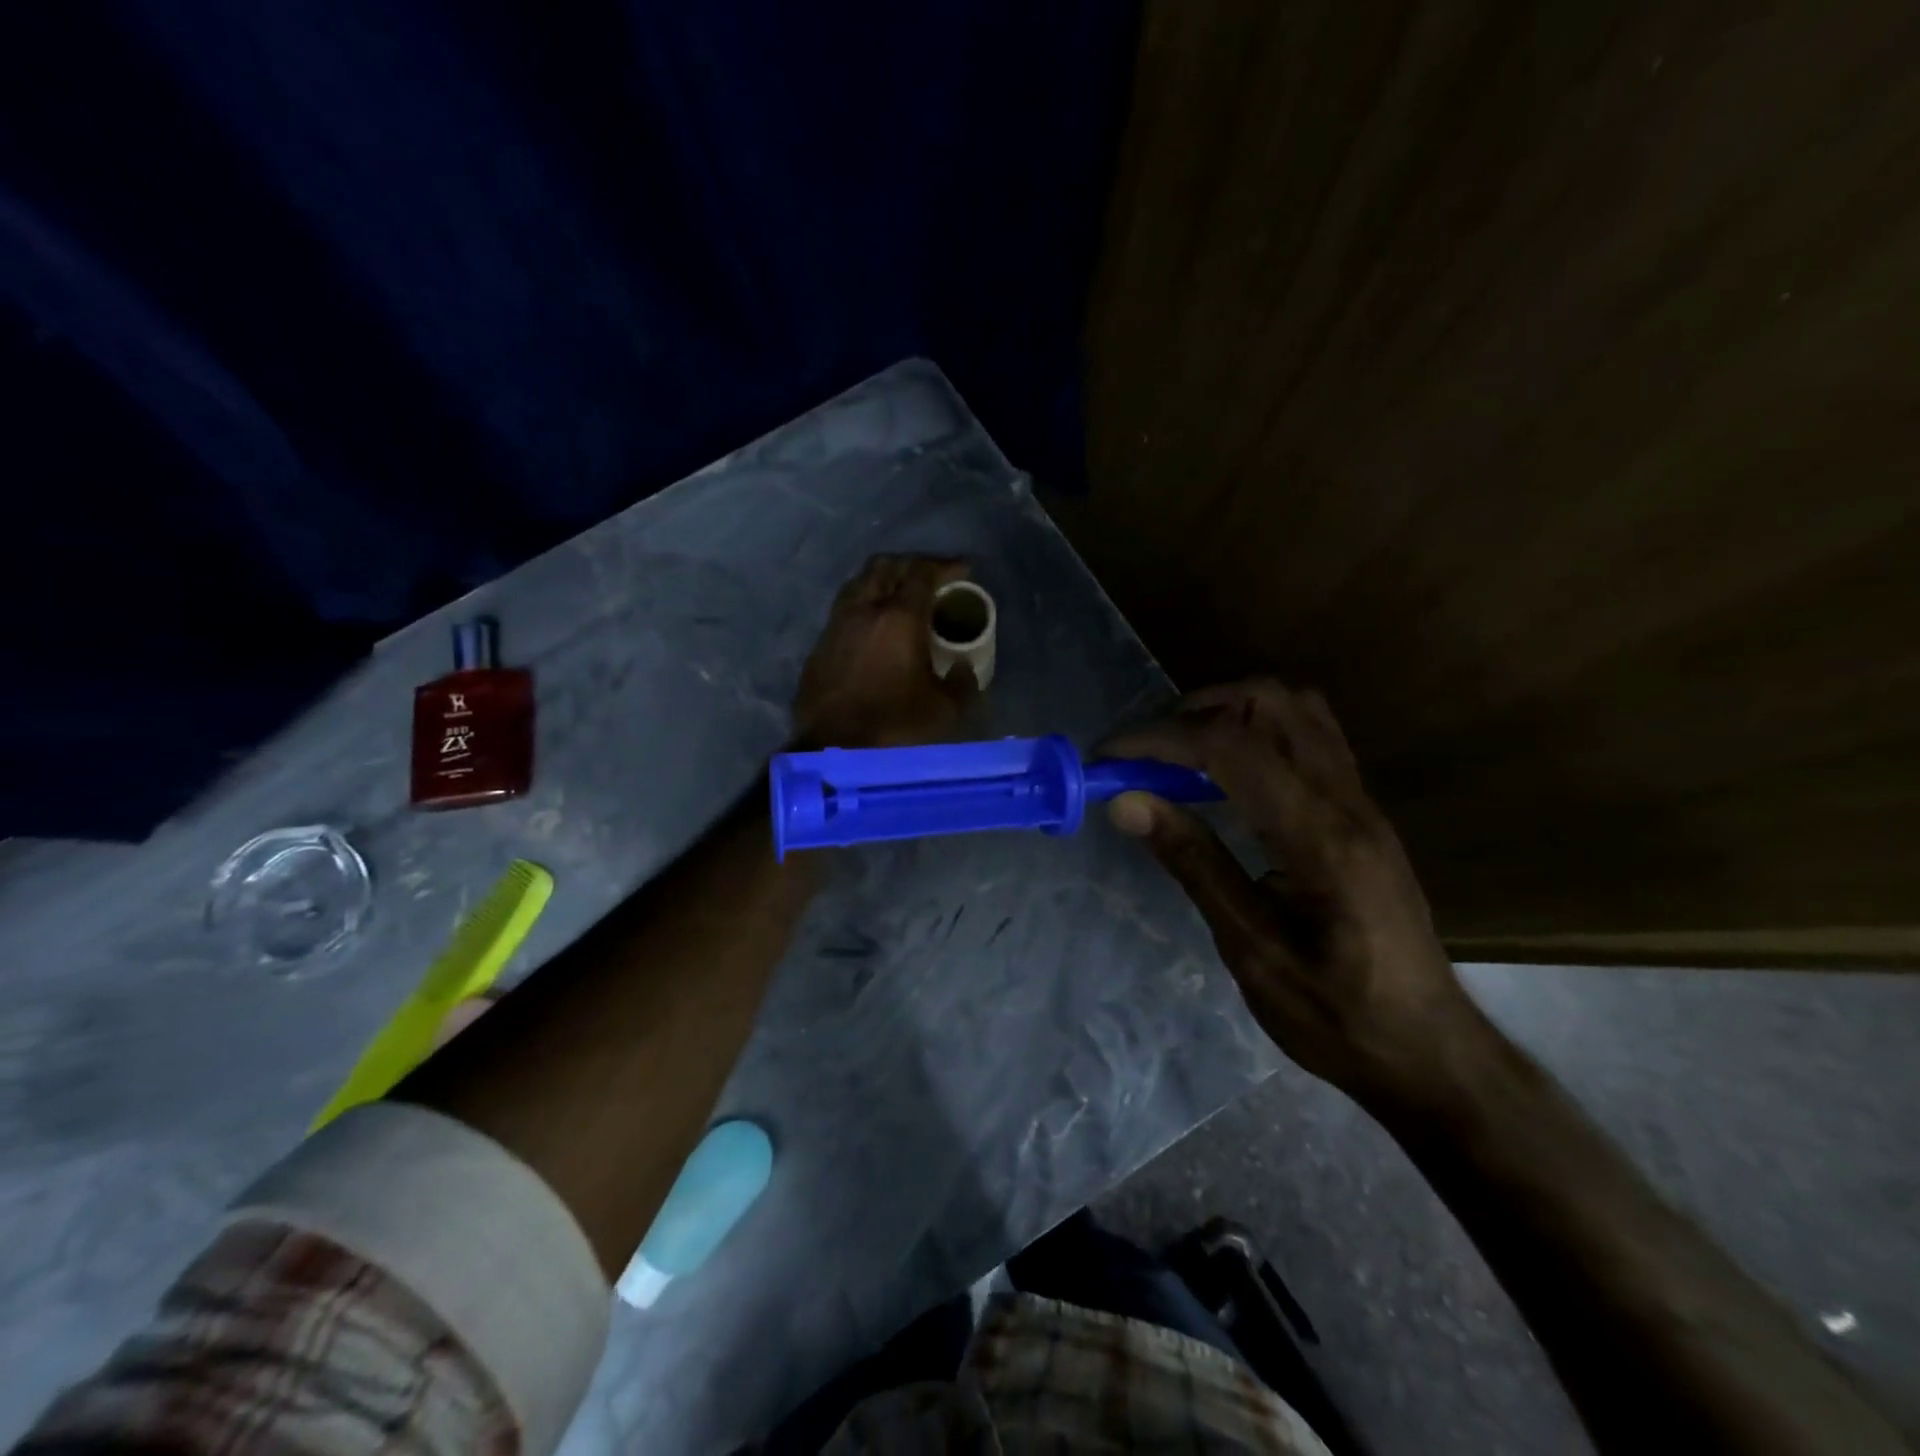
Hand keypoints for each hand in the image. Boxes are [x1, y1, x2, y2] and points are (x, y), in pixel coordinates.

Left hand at [794, 555, 978, 749]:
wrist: (832, 753)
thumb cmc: (894, 727)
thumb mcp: (944, 711)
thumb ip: (962, 684)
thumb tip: (963, 669)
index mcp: (898, 617)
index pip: (922, 573)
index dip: (945, 565)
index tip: (963, 568)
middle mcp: (863, 611)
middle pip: (885, 566)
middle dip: (911, 564)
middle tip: (931, 578)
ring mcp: (835, 627)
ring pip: (859, 584)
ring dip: (883, 581)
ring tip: (901, 596)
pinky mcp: (818, 648)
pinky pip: (844, 611)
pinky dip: (864, 607)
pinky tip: (874, 628)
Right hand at [1102, 679, 1488, 1108]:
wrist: (1428, 1051)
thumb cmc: (1336, 1015)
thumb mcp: (1251, 950)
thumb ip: (1194, 864)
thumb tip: (1127, 802)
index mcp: (1320, 838)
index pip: (1230, 748)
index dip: (1159, 740)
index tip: (1107, 758)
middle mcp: (1348, 801)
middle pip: (1272, 701)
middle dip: (1196, 709)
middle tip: (1148, 753)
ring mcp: (1362, 802)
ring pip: (1296, 709)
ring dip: (1228, 712)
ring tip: (1180, 757)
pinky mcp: (1362, 812)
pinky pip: (1308, 737)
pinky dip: (1255, 733)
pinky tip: (1225, 778)